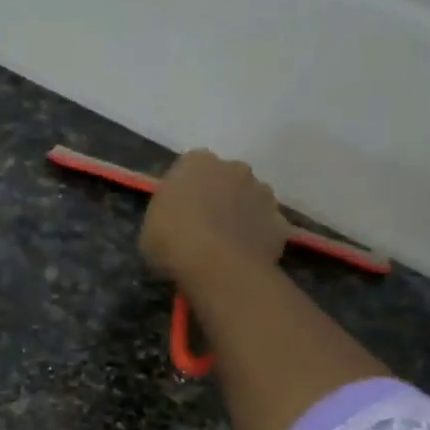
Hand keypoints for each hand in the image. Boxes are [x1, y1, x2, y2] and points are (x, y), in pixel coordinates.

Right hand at [138, 149, 290, 290]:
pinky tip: (243, 257)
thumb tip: (176, 218)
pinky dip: (256, 237)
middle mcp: (234, 167)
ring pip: (249, 200)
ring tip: (224, 245)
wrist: (218, 266)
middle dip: (217, 197)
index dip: (184, 191)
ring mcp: (263, 192)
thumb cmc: (173, 242)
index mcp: (196, 162)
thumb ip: (166, 213)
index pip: (189, 168)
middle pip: (225, 179)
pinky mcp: (280, 220)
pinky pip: (265, 226)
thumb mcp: (149, 227)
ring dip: (239, 214)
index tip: (177, 212)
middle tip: (202, 228)